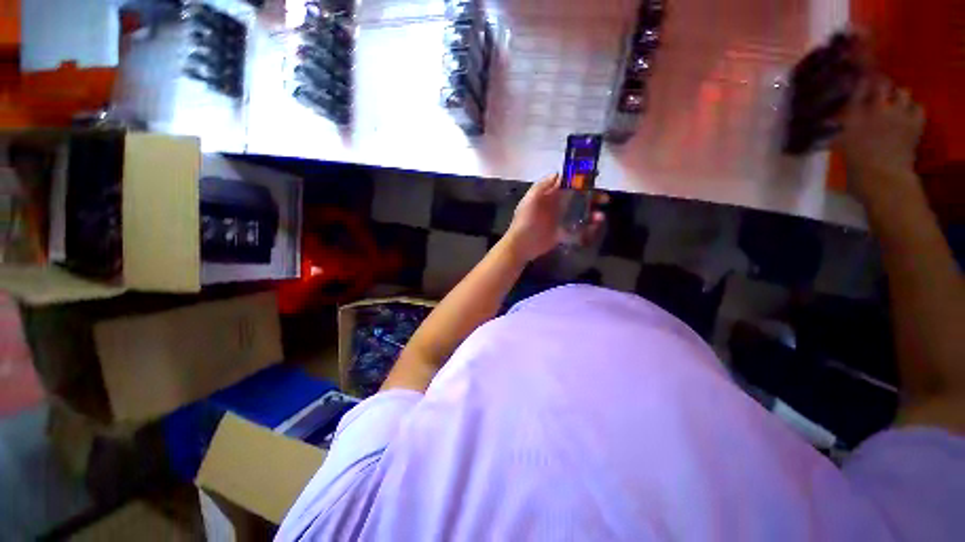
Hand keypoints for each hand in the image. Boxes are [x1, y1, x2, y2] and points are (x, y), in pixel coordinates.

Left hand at [503, 174, 605, 261]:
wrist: (522, 245)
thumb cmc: (525, 220)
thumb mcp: (531, 199)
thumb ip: (543, 185)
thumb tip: (559, 173)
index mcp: (549, 195)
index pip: (567, 183)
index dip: (580, 180)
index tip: (595, 178)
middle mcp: (556, 205)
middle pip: (577, 197)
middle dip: (591, 197)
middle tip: (604, 199)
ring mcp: (560, 220)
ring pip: (580, 213)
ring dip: (592, 213)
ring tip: (599, 217)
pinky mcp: (562, 233)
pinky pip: (578, 229)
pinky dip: (587, 228)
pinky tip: (594, 227)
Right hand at [838, 78, 924, 196]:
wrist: (883, 178)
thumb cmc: (855, 165)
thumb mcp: (838, 145)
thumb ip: (836, 128)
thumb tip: (830, 118)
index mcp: (854, 112)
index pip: (859, 84)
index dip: (859, 80)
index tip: (858, 80)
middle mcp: (877, 106)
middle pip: (882, 83)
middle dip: (880, 85)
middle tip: (877, 93)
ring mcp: (899, 113)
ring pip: (903, 92)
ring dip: (899, 97)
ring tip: (895, 105)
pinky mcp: (915, 122)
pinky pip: (918, 107)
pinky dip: (913, 109)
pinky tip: (908, 115)